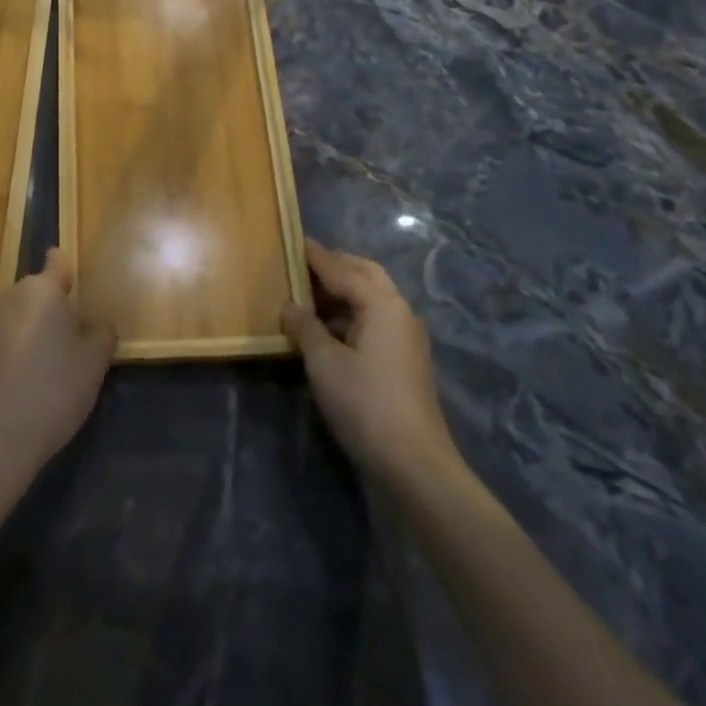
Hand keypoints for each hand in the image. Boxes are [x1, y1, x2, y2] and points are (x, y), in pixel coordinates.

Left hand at [0, 248, 114, 482]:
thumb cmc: (54, 389)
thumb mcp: (94, 363)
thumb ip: (102, 334)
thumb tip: (100, 325)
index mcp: (42, 290)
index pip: (57, 262)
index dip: (69, 269)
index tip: (79, 282)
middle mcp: (11, 295)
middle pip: (39, 290)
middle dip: (55, 304)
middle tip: (77, 331)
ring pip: (21, 313)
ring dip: (36, 326)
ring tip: (56, 358)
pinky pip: (7, 335)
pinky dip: (20, 345)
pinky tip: (33, 375)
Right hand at [282, 240, 465, 490]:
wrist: (414, 464)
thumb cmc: (365, 403)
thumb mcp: (324, 362)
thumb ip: (305, 327)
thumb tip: (291, 306)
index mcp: (382, 304)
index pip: (343, 269)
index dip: (316, 256)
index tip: (294, 240)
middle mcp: (399, 312)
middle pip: (365, 275)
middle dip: (336, 266)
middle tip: (303, 264)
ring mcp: (405, 338)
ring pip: (371, 299)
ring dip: (342, 292)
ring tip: (308, 295)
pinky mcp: (404, 361)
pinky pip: (374, 321)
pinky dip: (350, 315)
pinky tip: (327, 329)